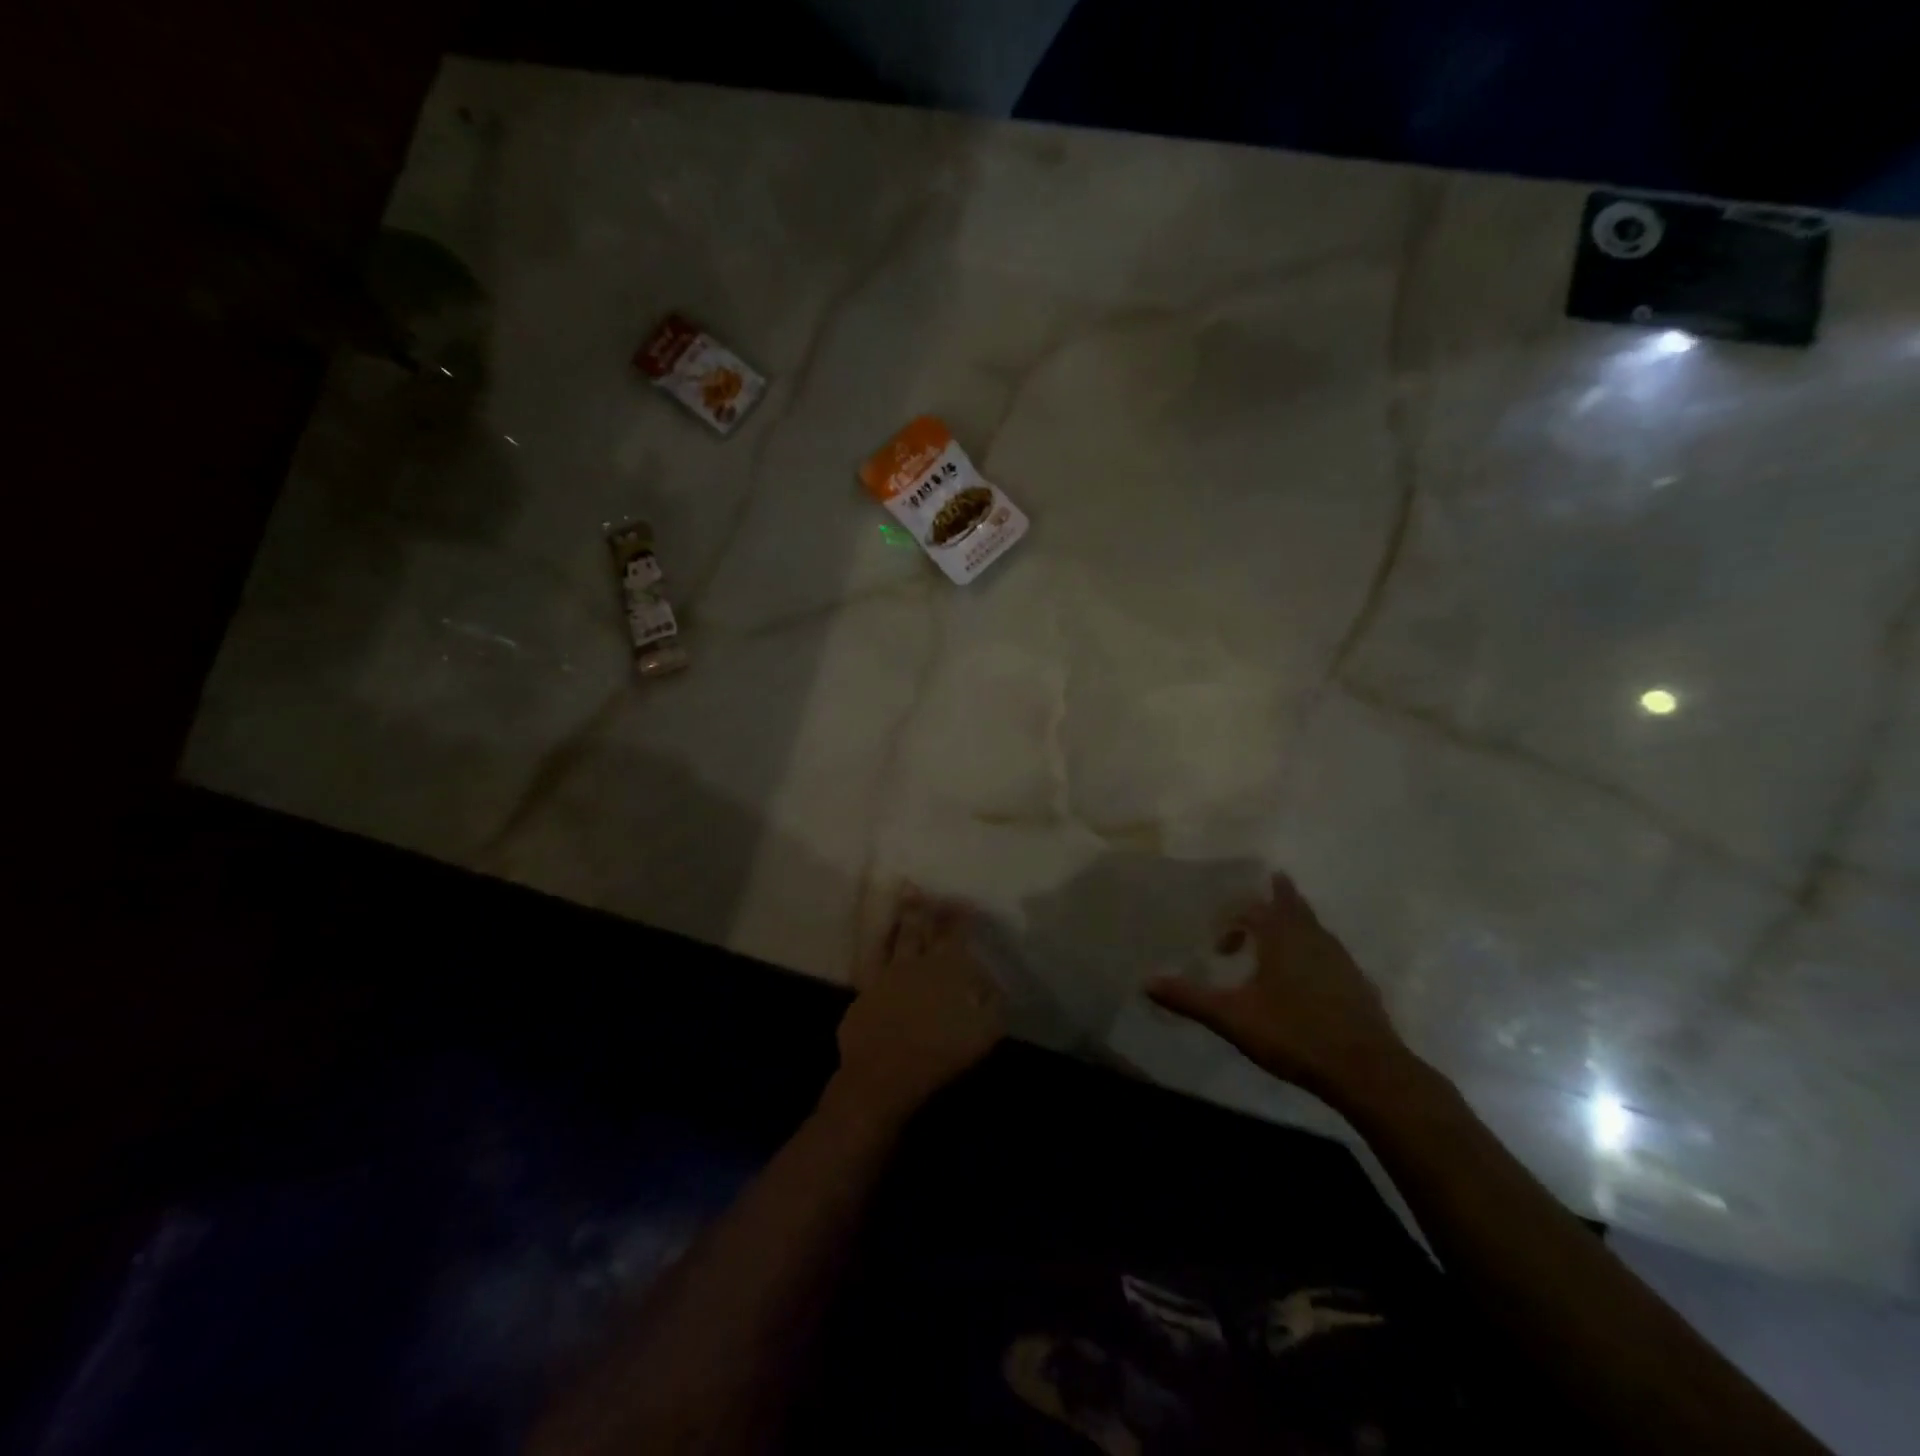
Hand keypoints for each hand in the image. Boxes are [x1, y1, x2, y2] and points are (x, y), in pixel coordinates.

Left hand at [830, 887, 1005, 1125]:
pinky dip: (880, 943)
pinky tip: (882, 936)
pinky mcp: (866, 989)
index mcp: (946, 969)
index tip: (966, 903)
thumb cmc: (939, 1054)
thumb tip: (992, 982)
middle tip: (927, 889)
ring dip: (904, 915)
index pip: (956, 934)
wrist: (883, 1074)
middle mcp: (916, 962)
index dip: (961, 916)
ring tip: (907, 896)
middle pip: (923, 927)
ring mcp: (887, 973)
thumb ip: (992, 1003)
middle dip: (929, 907)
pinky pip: (874, 957)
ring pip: (898, 935)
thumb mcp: (983, 1033)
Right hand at [1147, 873, 1408, 1102]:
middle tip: (1273, 882)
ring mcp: (1340, 960)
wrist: (1367, 1071)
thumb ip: (1190, 999)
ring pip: (1314, 927)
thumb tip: (1146, 983)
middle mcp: (1313, 939)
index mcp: (1282, 938)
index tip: (1218, 949)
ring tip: (1282, 934)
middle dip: (1278, 897)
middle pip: (1293, 905)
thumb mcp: (1233, 1018)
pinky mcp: (1358, 984)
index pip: (1252, 911)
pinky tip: (1307, 978)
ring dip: (1296, 923)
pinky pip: (1329, 952)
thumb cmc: (1294, 1035)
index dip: (1231, 923)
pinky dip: (1314, 951)